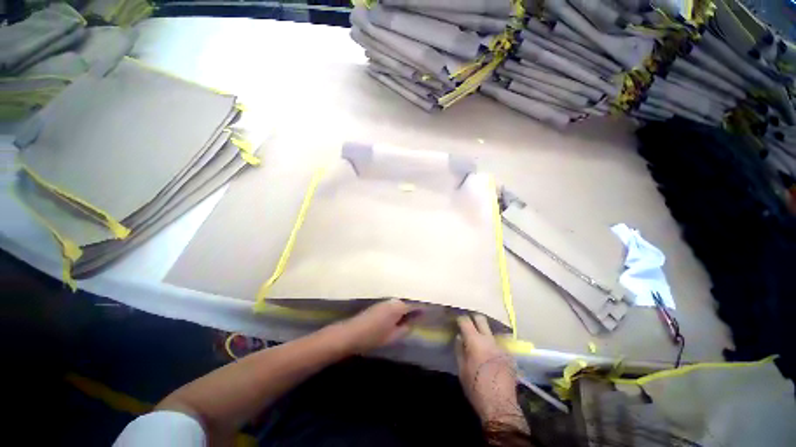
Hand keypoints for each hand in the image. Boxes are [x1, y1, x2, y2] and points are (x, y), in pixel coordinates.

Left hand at [334, 299, 416, 353]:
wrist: (351, 333)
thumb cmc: (374, 336)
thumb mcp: (393, 336)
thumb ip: (405, 328)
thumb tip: (412, 323)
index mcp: (398, 306)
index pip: (414, 306)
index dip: (421, 310)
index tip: (428, 312)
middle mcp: (393, 300)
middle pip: (407, 303)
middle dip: (413, 309)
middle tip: (420, 316)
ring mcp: (384, 301)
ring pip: (399, 304)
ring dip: (405, 309)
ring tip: (411, 317)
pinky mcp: (378, 305)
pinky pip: (392, 306)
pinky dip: (397, 310)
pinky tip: (397, 318)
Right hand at [455, 315, 525, 429]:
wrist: (500, 405)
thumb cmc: (476, 387)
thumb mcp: (462, 369)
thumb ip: (459, 349)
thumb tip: (460, 337)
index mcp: (475, 341)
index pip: (466, 321)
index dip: (460, 319)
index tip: (457, 322)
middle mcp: (489, 339)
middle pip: (481, 319)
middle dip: (473, 319)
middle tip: (468, 326)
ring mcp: (501, 346)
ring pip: (491, 330)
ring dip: (484, 332)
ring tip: (480, 341)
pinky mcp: (510, 355)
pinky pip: (500, 343)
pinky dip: (493, 344)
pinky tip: (491, 353)